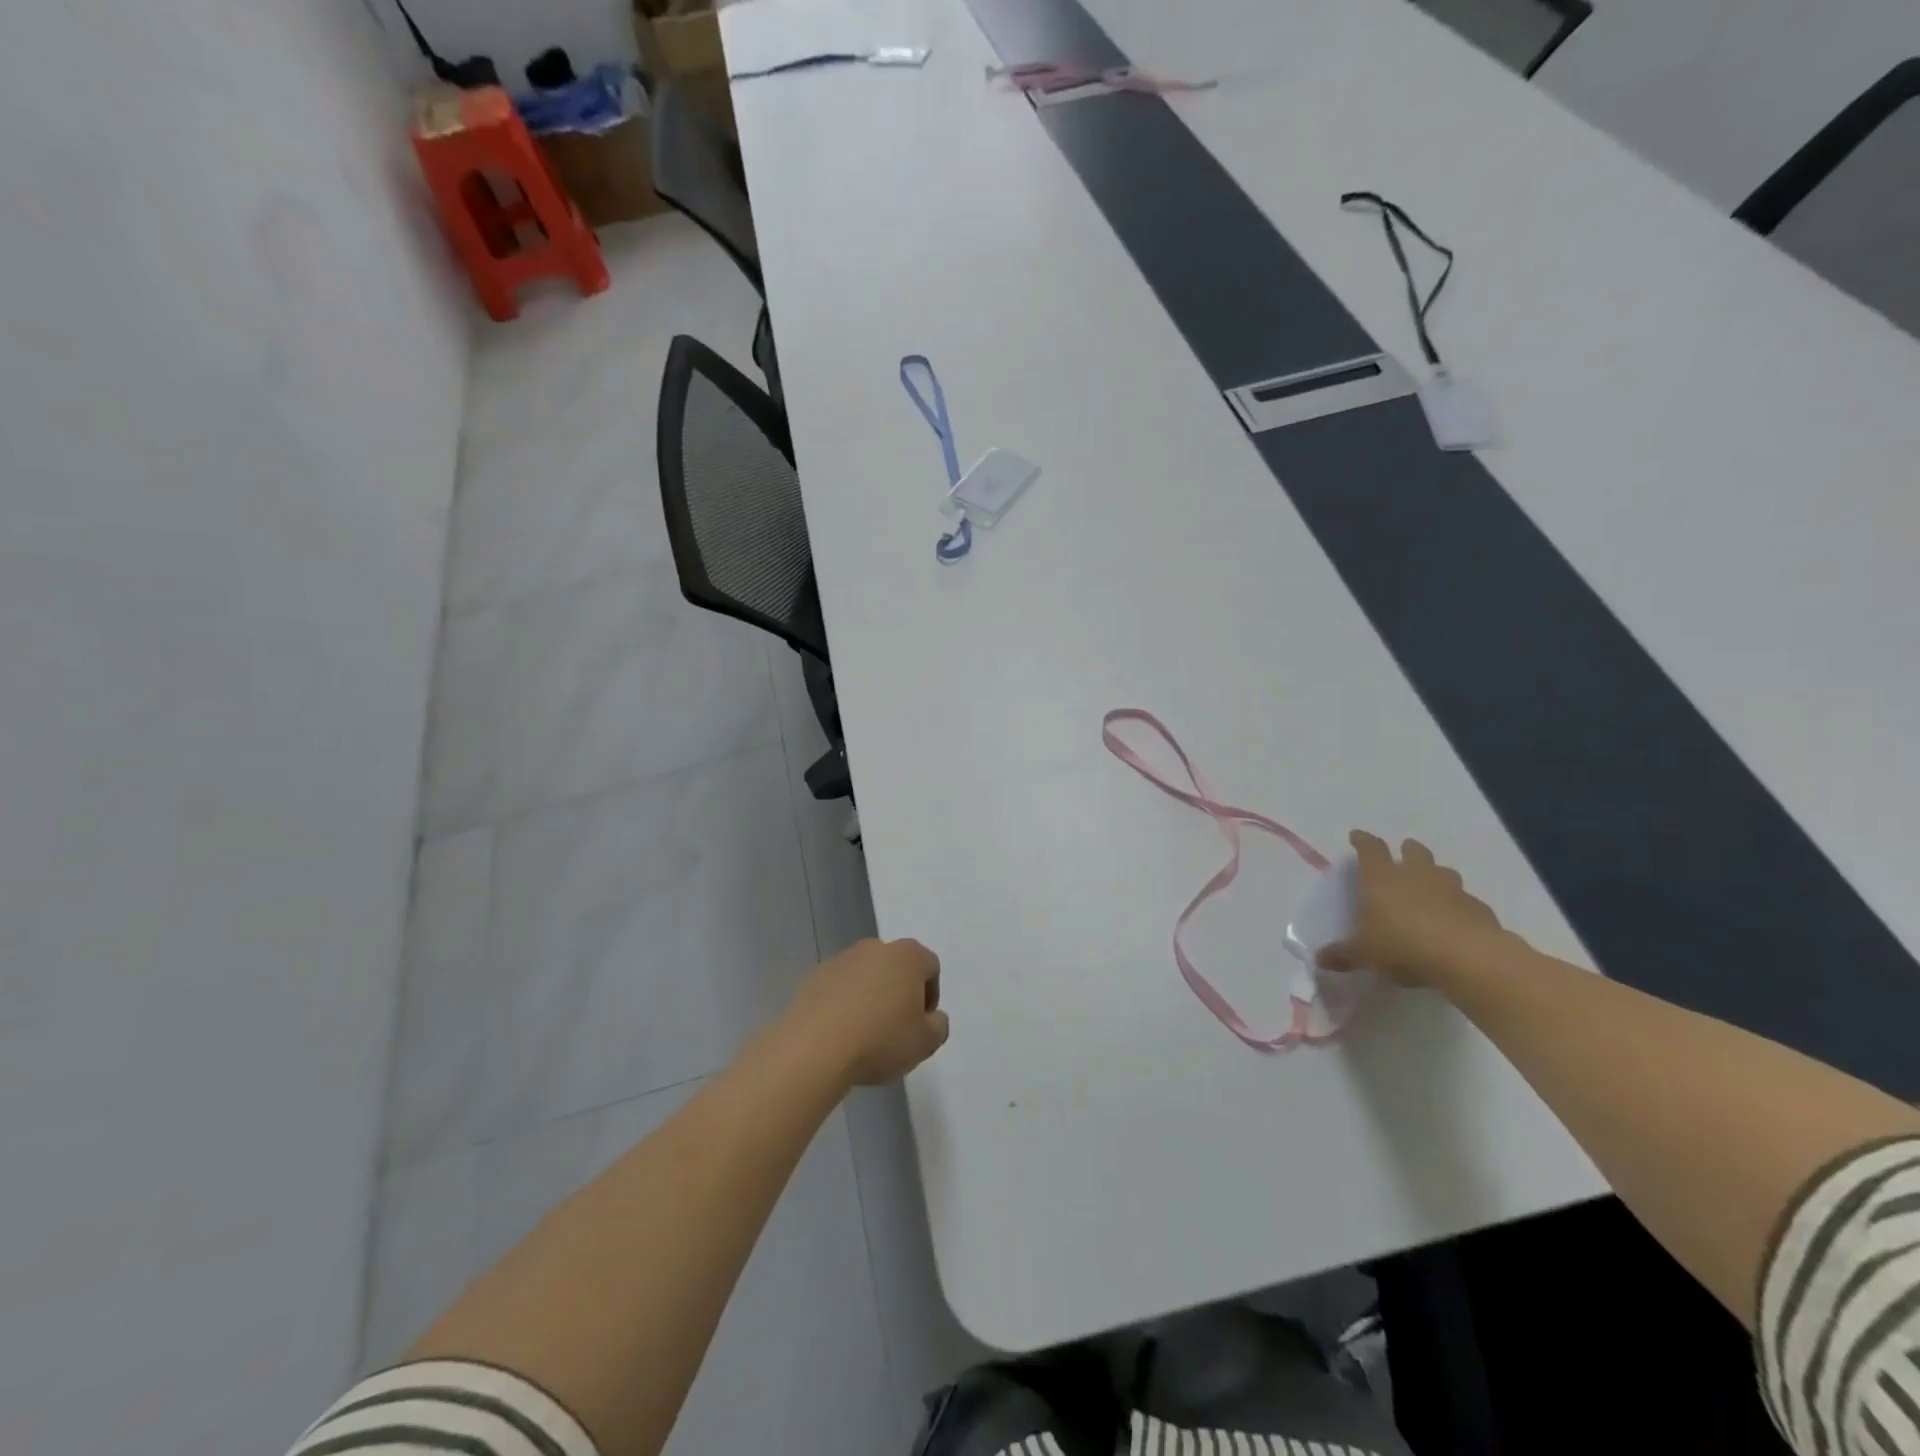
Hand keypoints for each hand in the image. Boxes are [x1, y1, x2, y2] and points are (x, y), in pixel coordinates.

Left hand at [787, 938, 949, 1085]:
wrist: (815, 1049)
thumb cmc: (881, 1040)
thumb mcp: (926, 1043)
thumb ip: (938, 1026)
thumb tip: (932, 1018)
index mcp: (907, 955)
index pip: (930, 967)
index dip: (930, 996)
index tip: (921, 1024)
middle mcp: (874, 948)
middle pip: (895, 967)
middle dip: (898, 993)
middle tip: (895, 1028)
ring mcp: (840, 960)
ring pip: (864, 976)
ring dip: (869, 997)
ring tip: (864, 1034)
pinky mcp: (813, 977)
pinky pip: (837, 989)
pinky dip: (841, 1005)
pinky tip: (838, 1034)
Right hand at [1316, 831, 1506, 985]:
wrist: (1468, 958)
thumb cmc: (1403, 946)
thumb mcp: (1365, 955)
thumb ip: (1343, 955)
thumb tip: (1320, 959)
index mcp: (1382, 879)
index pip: (1370, 849)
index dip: (1362, 841)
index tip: (1357, 837)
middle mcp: (1416, 875)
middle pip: (1413, 851)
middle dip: (1407, 850)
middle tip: (1402, 857)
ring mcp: (1451, 889)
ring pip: (1443, 871)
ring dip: (1435, 875)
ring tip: (1429, 888)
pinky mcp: (1478, 908)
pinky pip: (1465, 900)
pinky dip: (1458, 905)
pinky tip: (1454, 921)